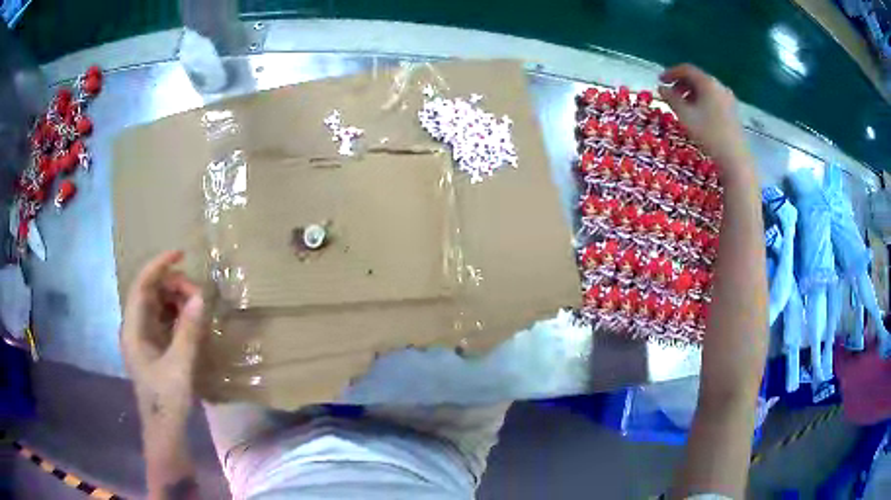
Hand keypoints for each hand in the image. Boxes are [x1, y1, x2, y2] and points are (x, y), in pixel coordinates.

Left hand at [121, 251, 205, 427]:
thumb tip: (200, 298)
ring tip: (197, 305)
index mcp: (133, 330)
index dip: (158, 266)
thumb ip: (187, 331)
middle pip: (150, 292)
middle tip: (198, 294)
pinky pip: (164, 318)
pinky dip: (177, 313)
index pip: (141, 286)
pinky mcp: (154, 346)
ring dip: (176, 298)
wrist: (165, 431)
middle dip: (173, 285)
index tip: (180, 254)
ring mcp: (144, 337)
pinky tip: (191, 318)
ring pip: (158, 304)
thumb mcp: (179, 367)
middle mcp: (135, 328)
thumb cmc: (166, 401)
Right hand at [658, 64, 752, 182]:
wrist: (735, 158)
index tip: (660, 81)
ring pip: (706, 89)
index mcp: (708, 83)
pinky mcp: (733, 111)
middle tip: (670, 94)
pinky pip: (714, 98)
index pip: (687, 69)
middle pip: (697, 78)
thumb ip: (671, 98)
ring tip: (683, 106)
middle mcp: (719, 86)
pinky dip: (702, 101)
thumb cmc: (708, 134)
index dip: (671, 73)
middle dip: (681, 84)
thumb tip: (661, 88)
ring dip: (692, 93)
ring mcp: (728, 99)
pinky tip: (698, 114)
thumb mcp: (685, 115)